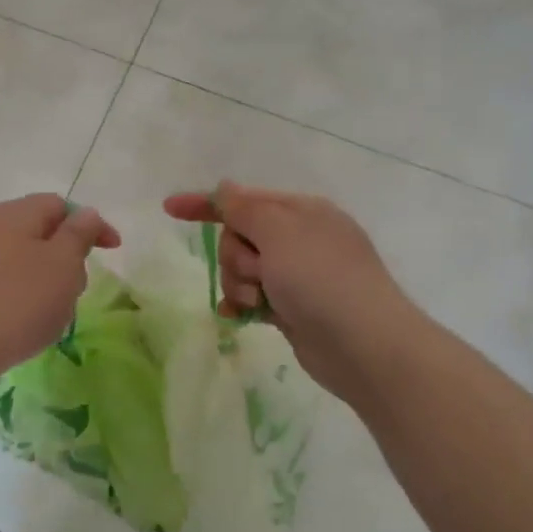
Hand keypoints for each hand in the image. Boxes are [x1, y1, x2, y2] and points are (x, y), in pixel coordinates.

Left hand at [0, 194, 119, 384]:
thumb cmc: (18, 302)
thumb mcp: (63, 265)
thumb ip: (79, 234)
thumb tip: (85, 215)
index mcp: (15, 213)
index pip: (60, 205)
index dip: (91, 225)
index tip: (112, 251)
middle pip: (38, 230)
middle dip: (66, 255)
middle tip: (77, 289)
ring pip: (18, 257)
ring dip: (42, 278)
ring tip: (50, 312)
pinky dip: (18, 293)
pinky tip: (20, 322)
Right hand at [164, 183, 414, 403]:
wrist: (362, 344)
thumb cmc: (320, 278)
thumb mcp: (279, 231)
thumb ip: (244, 208)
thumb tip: (225, 188)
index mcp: (301, 211)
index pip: (244, 199)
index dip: (206, 204)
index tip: (169, 209)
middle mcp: (299, 239)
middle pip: (240, 237)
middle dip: (236, 255)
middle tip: (258, 272)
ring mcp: (297, 276)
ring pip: (243, 270)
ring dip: (241, 283)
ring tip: (259, 300)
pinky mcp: (292, 308)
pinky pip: (253, 297)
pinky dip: (243, 303)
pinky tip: (238, 315)